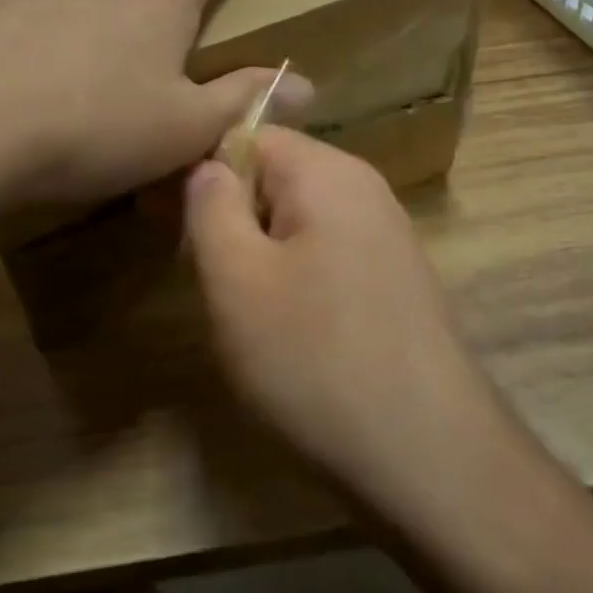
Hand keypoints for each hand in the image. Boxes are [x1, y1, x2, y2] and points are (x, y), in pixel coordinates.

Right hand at [184, 128, 504, 506]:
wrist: (429, 457)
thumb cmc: (315, 360)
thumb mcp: (236, 280)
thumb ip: (210, 207)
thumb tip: (205, 166)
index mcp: (327, 173)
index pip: (246, 134)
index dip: (198, 169)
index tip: (163, 219)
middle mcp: (364, 191)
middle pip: (274, 176)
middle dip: (228, 215)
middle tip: (196, 272)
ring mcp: (386, 237)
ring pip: (296, 221)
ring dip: (256, 252)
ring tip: (236, 307)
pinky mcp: (393, 281)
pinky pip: (325, 255)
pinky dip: (291, 278)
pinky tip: (283, 329)